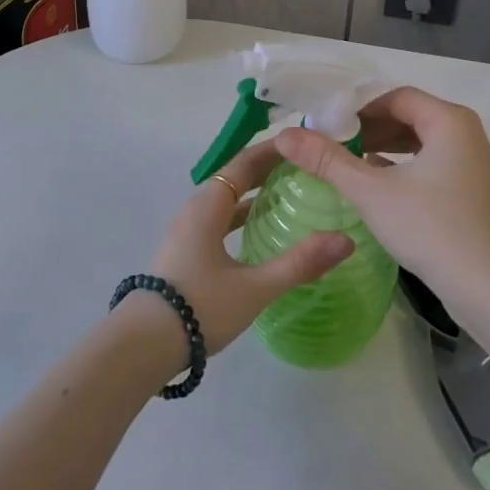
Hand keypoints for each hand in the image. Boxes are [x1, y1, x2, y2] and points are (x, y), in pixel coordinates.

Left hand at [133, 139, 353, 367]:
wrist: (143, 346)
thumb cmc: (199, 307)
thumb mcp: (255, 287)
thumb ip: (300, 263)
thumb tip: (346, 240)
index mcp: (208, 206)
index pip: (244, 163)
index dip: (273, 150)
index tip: (303, 143)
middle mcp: (196, 210)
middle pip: (235, 178)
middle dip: (268, 170)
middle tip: (306, 168)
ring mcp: (188, 232)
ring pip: (226, 201)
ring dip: (255, 195)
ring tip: (290, 196)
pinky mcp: (186, 253)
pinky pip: (219, 221)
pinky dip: (242, 218)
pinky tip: (261, 234)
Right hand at [273, 88, 489, 319]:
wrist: (488, 288)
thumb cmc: (431, 229)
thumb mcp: (372, 192)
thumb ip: (327, 160)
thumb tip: (283, 135)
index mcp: (448, 120)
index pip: (394, 97)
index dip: (356, 108)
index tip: (323, 124)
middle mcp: (464, 132)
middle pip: (406, 115)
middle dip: (367, 128)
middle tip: (328, 142)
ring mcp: (470, 161)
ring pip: (417, 141)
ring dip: (381, 147)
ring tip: (344, 160)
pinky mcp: (468, 187)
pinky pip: (428, 162)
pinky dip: (400, 166)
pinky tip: (371, 181)